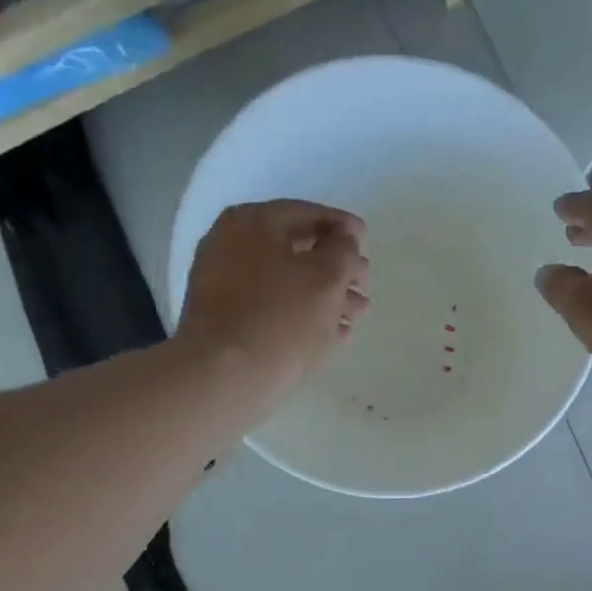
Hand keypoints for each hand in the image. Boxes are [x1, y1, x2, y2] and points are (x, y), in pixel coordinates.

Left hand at [178, 199, 370, 399]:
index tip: (368, 241)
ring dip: (325, 296)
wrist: (224, 378)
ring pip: (286, 284)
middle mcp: (231, 246)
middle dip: (336, 268)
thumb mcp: (327, 277)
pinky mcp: (225, 323)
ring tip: (356, 314)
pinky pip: (272, 310)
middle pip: (296, 250)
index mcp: (252, 223)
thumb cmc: (280, 318)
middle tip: (364, 285)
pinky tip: (332, 334)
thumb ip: (344, 250)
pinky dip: (302, 317)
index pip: (307, 213)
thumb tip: (343, 241)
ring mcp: (223, 287)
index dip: (343, 227)